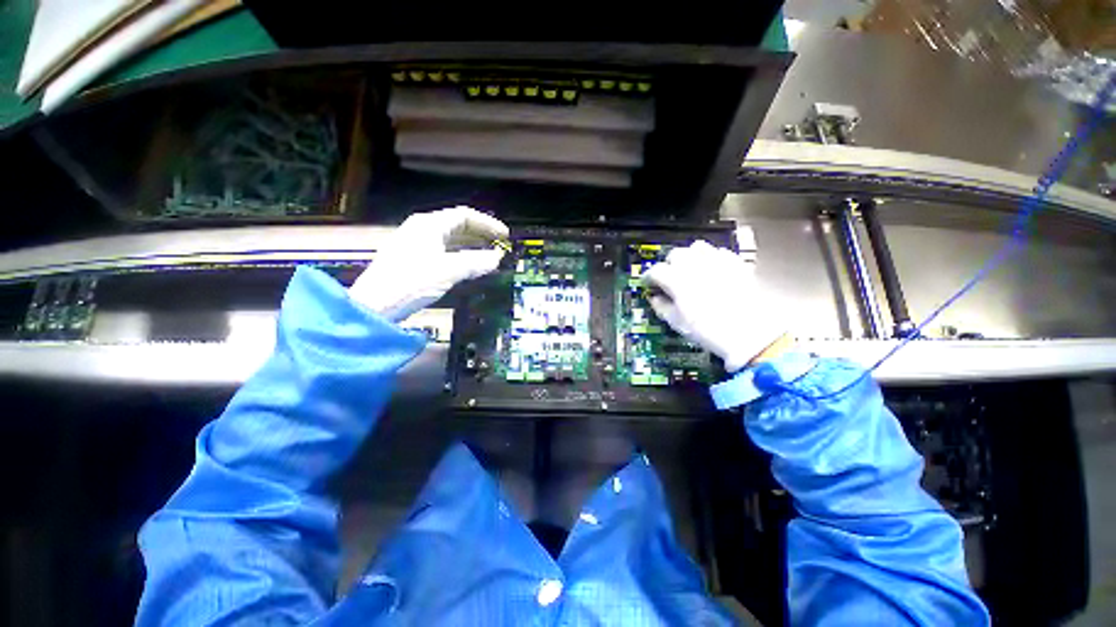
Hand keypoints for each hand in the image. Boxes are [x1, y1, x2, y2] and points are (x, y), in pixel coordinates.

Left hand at [349, 206, 508, 321]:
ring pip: (450, 239)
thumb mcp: (448, 271)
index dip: (487, 224)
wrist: (375, 305)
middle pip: (457, 225)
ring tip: (488, 256)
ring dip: (471, 246)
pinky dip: (459, 256)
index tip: (505, 236)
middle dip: (480, 234)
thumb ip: (475, 262)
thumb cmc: (412, 282)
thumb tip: (497, 258)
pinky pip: (442, 251)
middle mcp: (421, 229)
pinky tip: (467, 267)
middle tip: (499, 245)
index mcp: (429, 225)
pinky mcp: (412, 260)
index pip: (464, 216)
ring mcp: (415, 244)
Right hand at [642, 240, 787, 371]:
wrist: (750, 334)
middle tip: (669, 278)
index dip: (650, 277)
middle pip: (675, 254)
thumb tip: (655, 298)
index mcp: (677, 280)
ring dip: (689, 256)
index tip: (649, 283)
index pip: (656, 270)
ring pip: (697, 247)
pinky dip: (711, 258)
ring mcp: (717, 262)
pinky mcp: (736, 263)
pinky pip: (719, 252)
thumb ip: (661, 307)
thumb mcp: (678, 323)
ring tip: (690, 270)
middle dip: (669, 264)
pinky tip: (712, 270)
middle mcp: (696, 265)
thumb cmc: (709, 331)